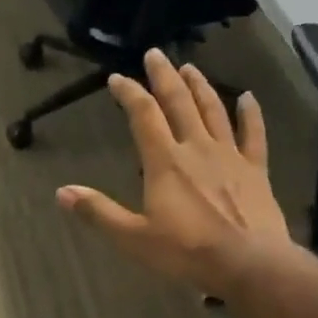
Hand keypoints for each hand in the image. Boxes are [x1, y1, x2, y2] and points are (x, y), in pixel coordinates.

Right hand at [57, 49, 291, 296]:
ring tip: (190, 67)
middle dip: (164, 76)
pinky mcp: (256, 170)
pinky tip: (248, 97)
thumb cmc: (186, 252)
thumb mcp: (133, 238)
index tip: (117, 78)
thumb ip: (99, 212)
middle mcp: (196, 148)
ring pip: (213, 111)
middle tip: (155, 54)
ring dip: (200, 86)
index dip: (129, 93)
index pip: (143, 116)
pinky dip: (251, 114)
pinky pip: (254, 134)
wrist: (248, 263)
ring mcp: (230, 156)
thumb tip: (62, 193)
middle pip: (179, 102)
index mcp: (164, 162)